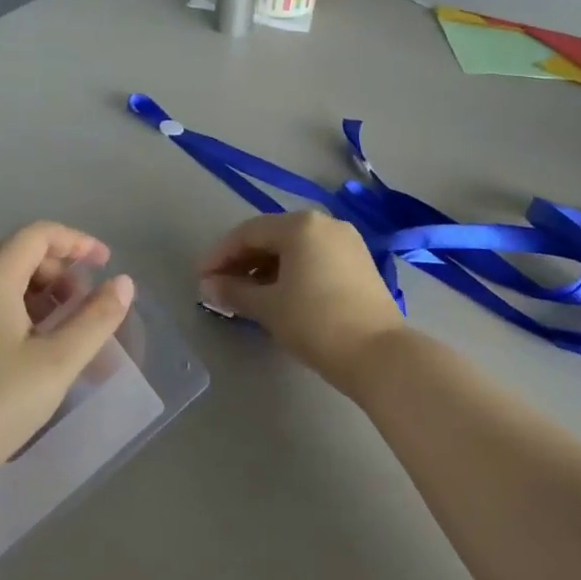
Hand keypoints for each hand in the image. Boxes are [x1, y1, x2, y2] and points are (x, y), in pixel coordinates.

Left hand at [0, 222, 134, 514]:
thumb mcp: (57, 362)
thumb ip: (95, 318)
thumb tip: (123, 283)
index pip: (36, 234)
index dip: (76, 241)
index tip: (106, 262)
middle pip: (18, 255)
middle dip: (60, 271)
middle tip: (88, 305)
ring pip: (1, 284)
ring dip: (40, 295)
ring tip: (66, 331)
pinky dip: (17, 314)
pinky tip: (32, 352)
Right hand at [199, 211, 404, 397]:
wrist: (379, 355)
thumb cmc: (315, 322)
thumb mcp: (267, 307)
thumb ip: (233, 292)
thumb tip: (207, 287)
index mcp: (300, 225)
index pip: (247, 233)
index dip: (220, 255)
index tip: (201, 279)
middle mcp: (325, 224)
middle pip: (271, 236)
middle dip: (242, 261)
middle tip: (220, 287)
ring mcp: (346, 243)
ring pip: (294, 248)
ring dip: (265, 268)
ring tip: (246, 295)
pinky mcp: (359, 264)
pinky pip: (313, 259)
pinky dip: (290, 272)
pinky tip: (278, 295)